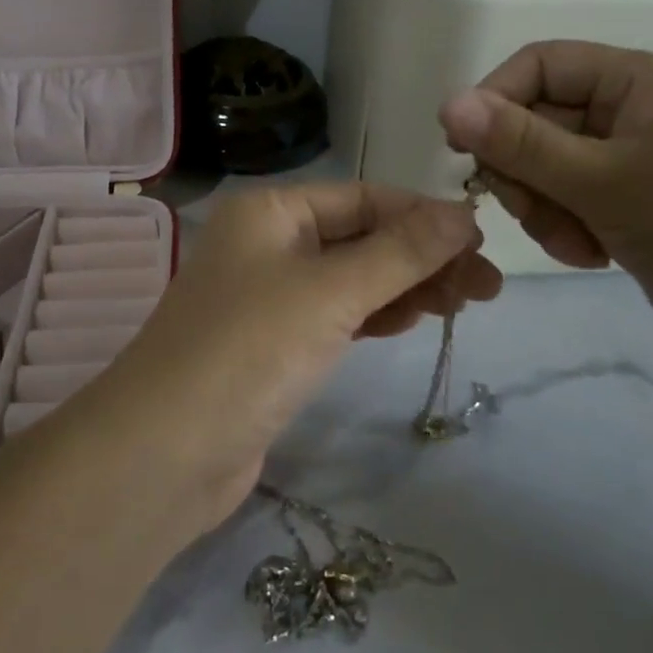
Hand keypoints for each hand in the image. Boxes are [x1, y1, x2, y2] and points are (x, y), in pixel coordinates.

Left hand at [94, 183, 500, 532]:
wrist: (165, 454)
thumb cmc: (249, 349)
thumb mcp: (332, 291)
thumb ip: (402, 252)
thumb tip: (464, 214)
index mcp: (272, 211)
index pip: (364, 198)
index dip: (425, 216)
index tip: (484, 241)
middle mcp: (268, 243)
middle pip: (361, 237)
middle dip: (424, 256)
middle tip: (488, 287)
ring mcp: (269, 295)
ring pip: (354, 278)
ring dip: (407, 286)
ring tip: (468, 303)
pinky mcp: (275, 344)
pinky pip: (338, 315)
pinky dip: (377, 314)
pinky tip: (416, 318)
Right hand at [438, 42, 652, 425]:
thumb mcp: (600, 181)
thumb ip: (519, 142)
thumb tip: (448, 102)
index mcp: (634, 79)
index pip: (539, 65)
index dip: (494, 99)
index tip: (461, 150)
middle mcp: (628, 109)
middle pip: (535, 118)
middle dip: (525, 171)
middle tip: (531, 210)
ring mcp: (626, 157)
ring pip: (543, 165)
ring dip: (543, 207)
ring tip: (575, 242)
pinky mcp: (624, 199)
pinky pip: (564, 198)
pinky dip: (564, 226)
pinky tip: (591, 254)